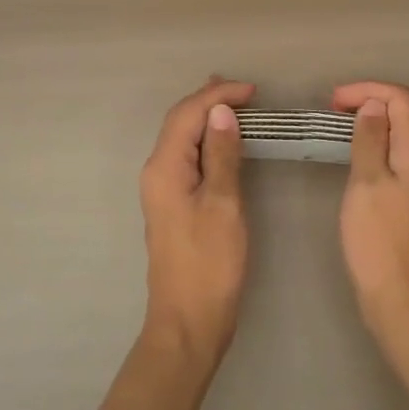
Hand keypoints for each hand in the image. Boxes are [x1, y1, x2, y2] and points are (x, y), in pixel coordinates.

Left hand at [139, 78, 255, 366]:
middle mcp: (156, 172)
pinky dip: (204, 140)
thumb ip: (221, 155)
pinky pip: (186, 157)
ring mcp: (162, 189)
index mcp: (164, 167)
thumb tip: (221, 112)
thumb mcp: (223, 205)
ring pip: (181, 139)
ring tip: (231, 102)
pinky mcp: (172, 204)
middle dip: (207, 100)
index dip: (217, 96)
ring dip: (204, 118)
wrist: (188, 322)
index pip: (187, 115)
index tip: (252, 90)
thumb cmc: (210, 264)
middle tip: (240, 87)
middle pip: (178, 122)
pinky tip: (220, 140)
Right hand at [332, 81, 408, 341]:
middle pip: (404, 114)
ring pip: (399, 136)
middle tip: (331, 110)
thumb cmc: (380, 241)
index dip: (369, 90)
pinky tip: (352, 160)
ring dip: (370, 124)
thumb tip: (374, 105)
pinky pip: (394, 158)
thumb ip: (370, 139)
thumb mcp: (367, 183)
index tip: (333, 101)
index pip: (402, 99)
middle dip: (369, 102)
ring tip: (336, 129)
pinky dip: (373, 146)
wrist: (404, 302)